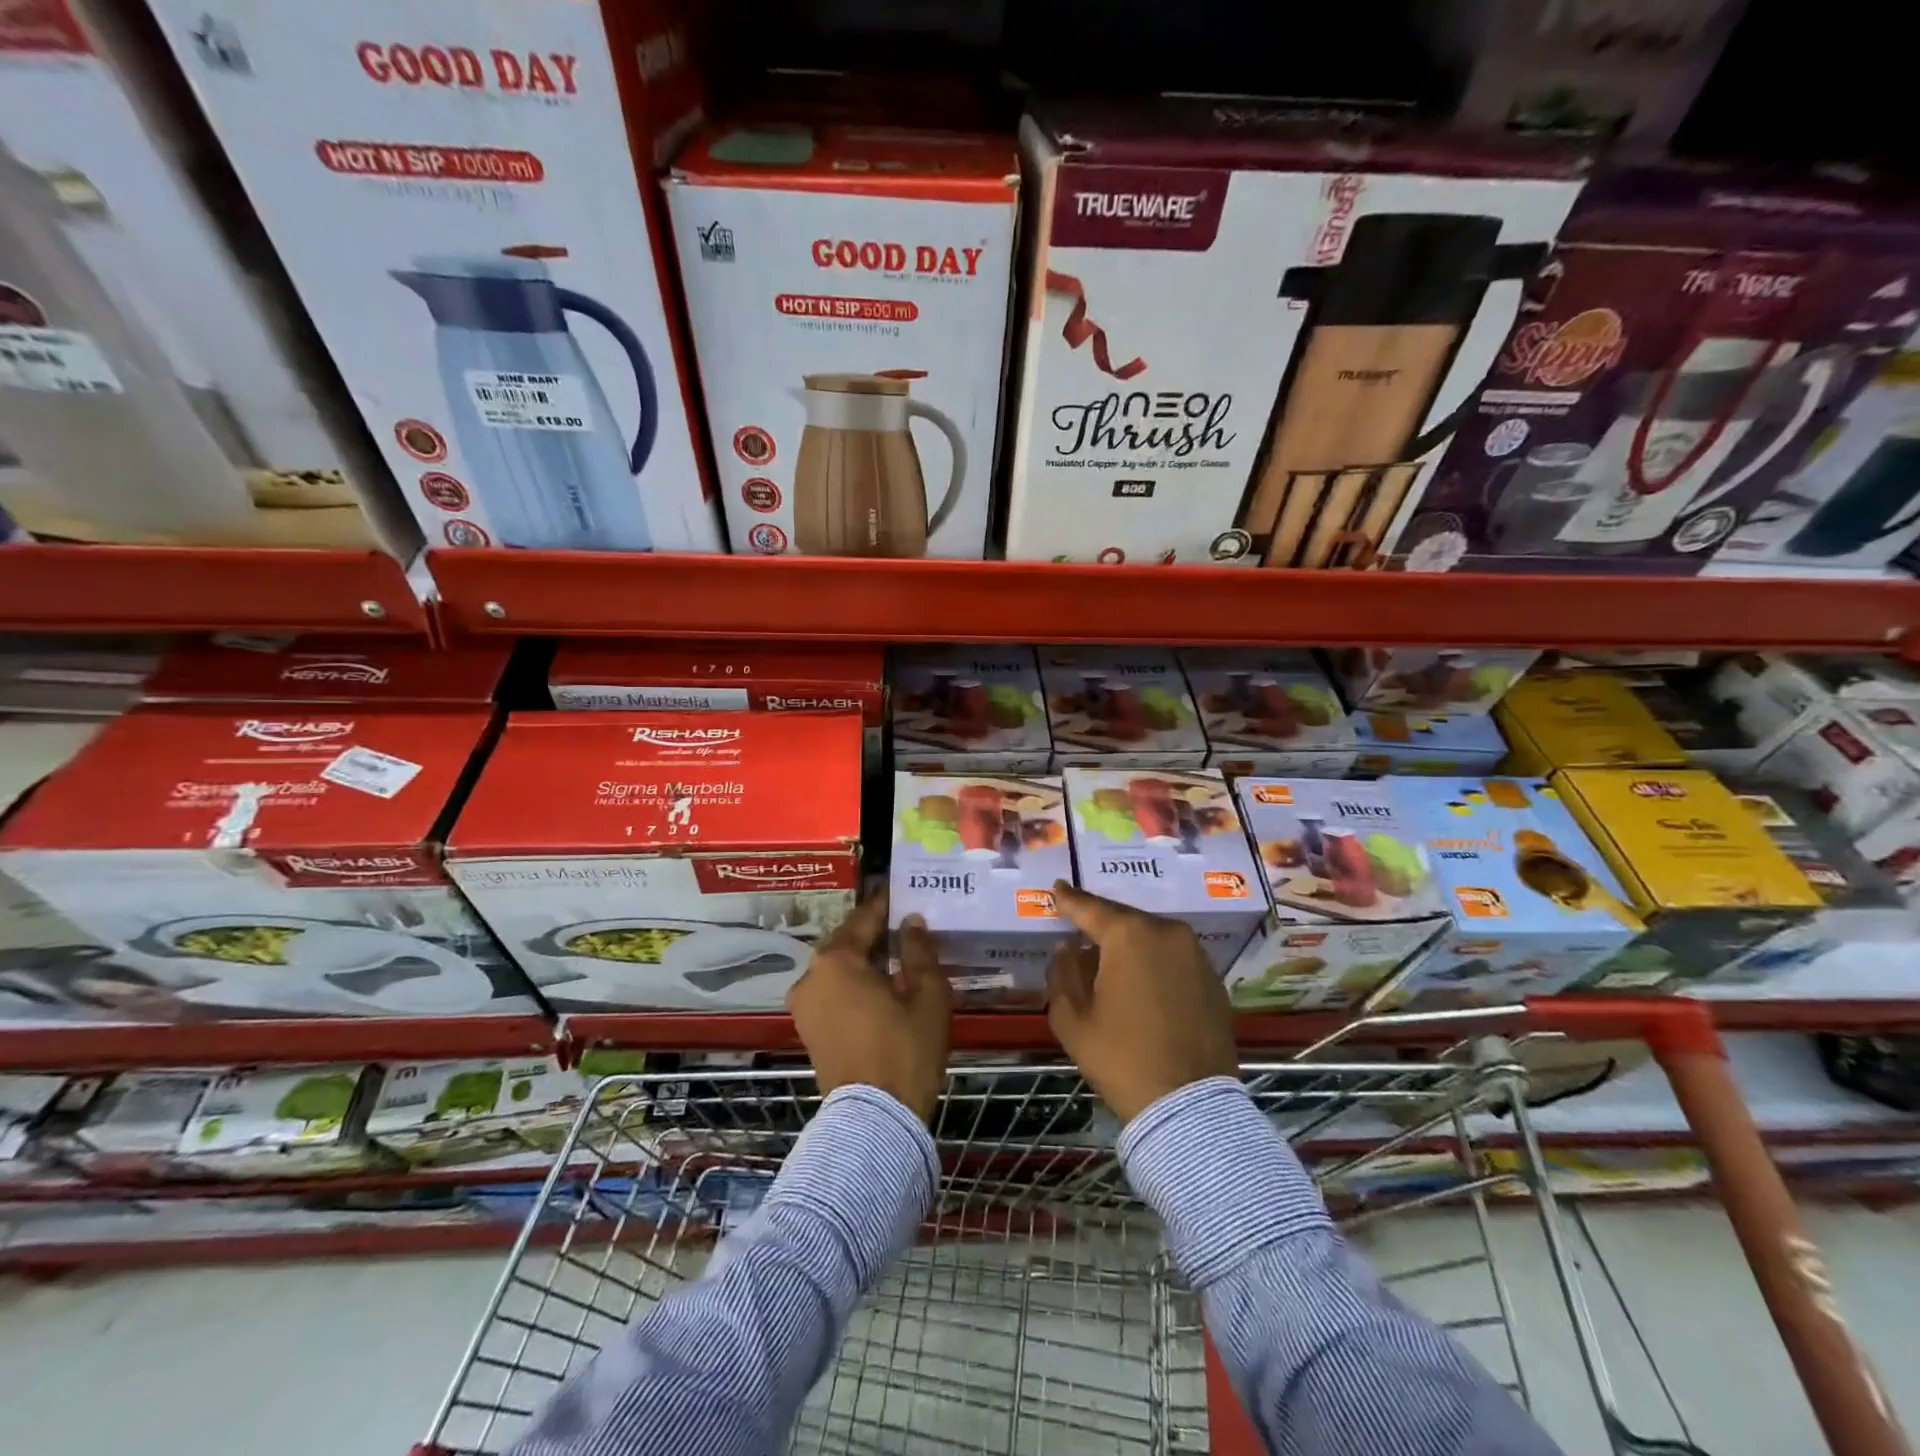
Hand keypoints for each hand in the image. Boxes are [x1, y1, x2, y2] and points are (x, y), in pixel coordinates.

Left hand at [787, 893, 951, 1123]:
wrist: (875, 1119)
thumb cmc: (905, 1049)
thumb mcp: (927, 995)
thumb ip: (918, 951)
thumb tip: (911, 922)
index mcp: (836, 959)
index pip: (864, 919)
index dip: (886, 907)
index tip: (904, 898)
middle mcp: (810, 975)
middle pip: (846, 943)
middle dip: (874, 936)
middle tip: (905, 931)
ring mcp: (804, 1005)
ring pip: (837, 969)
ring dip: (863, 962)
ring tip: (896, 962)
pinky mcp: (807, 1030)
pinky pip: (831, 993)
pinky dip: (852, 986)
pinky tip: (880, 991)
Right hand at [1046, 881, 1237, 1124]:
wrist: (1189, 1106)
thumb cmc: (1121, 1059)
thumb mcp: (1072, 1020)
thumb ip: (1063, 975)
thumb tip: (1067, 950)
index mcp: (1129, 935)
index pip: (1090, 908)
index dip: (1069, 900)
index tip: (1057, 890)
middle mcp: (1166, 932)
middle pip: (1124, 920)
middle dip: (1101, 926)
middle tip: (1081, 932)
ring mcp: (1196, 954)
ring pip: (1152, 938)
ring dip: (1130, 946)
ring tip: (1110, 962)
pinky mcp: (1213, 979)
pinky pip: (1174, 958)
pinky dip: (1154, 963)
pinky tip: (1142, 984)